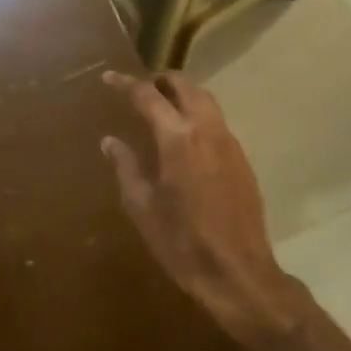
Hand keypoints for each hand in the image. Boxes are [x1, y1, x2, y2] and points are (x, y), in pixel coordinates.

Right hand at [100, 72, 305, 350]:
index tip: (108, 77)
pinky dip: (198, 114)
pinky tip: (186, 137)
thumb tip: (111, 141)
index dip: (125, 83)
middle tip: (140, 89)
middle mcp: (206, 129)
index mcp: (177, 137)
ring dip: (183, 94)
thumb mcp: (142, 207)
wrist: (238, 273)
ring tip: (162, 107)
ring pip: (206, 99)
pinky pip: (217, 121)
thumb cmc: (181, 242)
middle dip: (160, 80)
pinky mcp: (242, 158)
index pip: (147, 95)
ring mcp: (229, 142)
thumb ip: (126, 167)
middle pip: (185, 85)